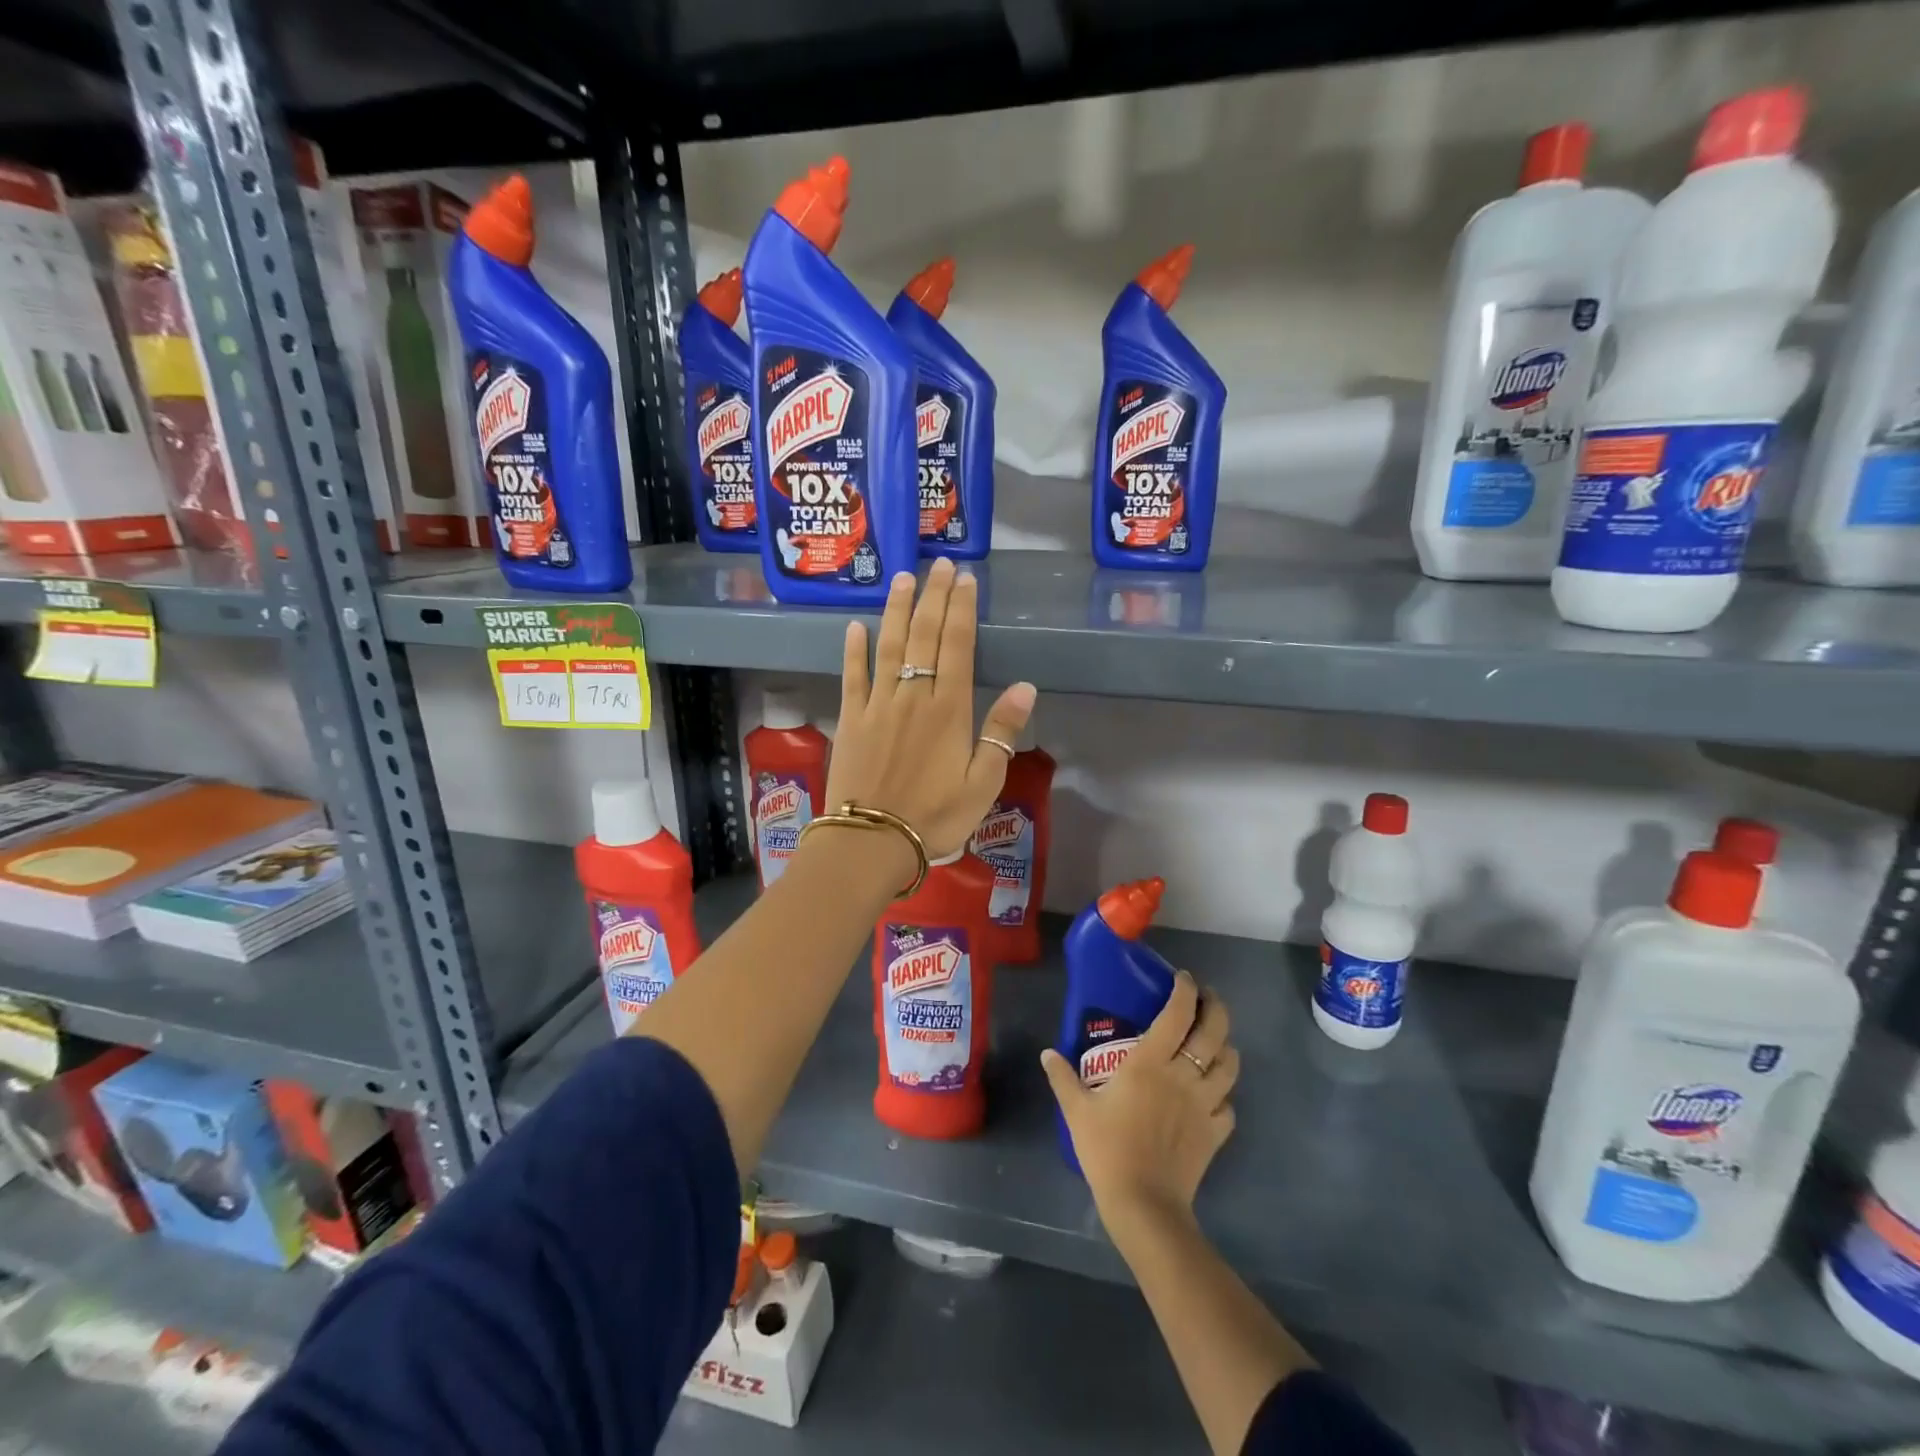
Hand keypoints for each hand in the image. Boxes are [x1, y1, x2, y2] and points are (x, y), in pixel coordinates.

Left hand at [825, 558, 1036, 859]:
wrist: (872, 841)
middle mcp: (912, 696)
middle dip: (932, 597)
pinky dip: (854, 650)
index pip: (956, 646)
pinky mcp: (851, 719)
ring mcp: (877, 705)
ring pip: (888, 646)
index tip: (965, 579)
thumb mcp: (983, 782)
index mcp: (948, 710)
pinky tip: (855, 627)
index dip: (961, 609)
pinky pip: (852, 676)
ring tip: (903, 578)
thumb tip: (1025, 687)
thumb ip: (1002, 732)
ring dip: (897, 610)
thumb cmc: (935, 817)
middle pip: (923, 636)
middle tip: (939, 564)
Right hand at [1040, 972, 1238, 1230]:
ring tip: (1214, 1041)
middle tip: (1205, 999)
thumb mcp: (1077, 1110)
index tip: (1183, 978)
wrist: (1144, 1204)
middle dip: (1215, 1007)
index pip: (1178, 1013)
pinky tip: (1212, 1095)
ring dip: (1225, 1046)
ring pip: (1230, 1064)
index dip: (1185, 990)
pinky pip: (1229, 1104)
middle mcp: (1183, 1075)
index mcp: (1150, 1062)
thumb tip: (1047, 1053)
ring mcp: (1205, 1103)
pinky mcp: (1216, 1132)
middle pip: (1214, 1030)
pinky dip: (1224, 1093)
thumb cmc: (1107, 1149)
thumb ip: (1063, 1077)